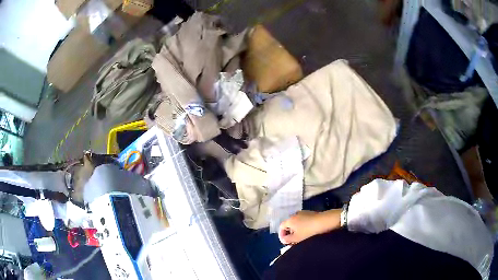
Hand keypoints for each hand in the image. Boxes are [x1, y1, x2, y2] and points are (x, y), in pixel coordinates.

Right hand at [278, 210, 340, 244]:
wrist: (325, 222)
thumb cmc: (309, 231)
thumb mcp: (296, 238)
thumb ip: (287, 240)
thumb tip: (284, 239)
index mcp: (290, 219)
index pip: (281, 226)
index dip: (281, 235)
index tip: (285, 242)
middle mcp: (295, 214)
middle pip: (289, 224)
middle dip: (289, 233)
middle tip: (293, 241)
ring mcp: (304, 213)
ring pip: (297, 223)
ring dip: (297, 230)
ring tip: (301, 237)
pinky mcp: (311, 213)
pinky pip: (303, 221)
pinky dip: (303, 227)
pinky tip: (308, 232)